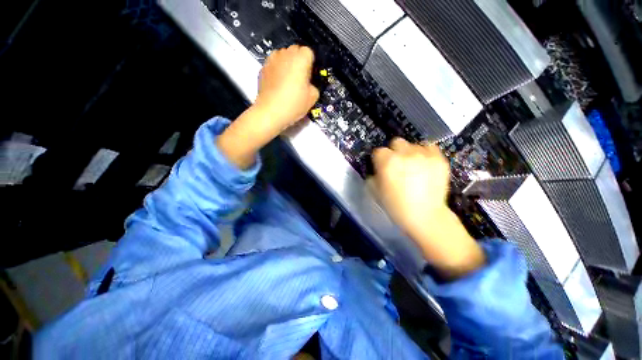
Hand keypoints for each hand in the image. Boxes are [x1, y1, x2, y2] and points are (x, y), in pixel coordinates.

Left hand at [217, 45, 318, 168]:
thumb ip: (314, 86)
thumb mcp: (313, 98)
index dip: (311, 64)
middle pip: (295, 51)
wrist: (270, 112)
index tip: (310, 77)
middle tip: (300, 79)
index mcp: (300, 58)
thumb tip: (309, 85)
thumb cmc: (293, 104)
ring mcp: (272, 59)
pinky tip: (278, 85)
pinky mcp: (263, 68)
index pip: (309, 52)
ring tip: (288, 81)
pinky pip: (274, 65)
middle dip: (299, 62)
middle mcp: (285, 53)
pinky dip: (277, 70)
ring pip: (283, 56)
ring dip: (287, 64)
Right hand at [372, 138, 484, 279]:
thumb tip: (377, 169)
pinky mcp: (439, 159)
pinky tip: (425, 165)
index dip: (379, 160)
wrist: (425, 216)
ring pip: (413, 144)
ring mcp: (424, 155)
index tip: (382, 167)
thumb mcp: (375, 192)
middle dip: (394, 152)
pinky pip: (429, 147)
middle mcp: (405, 154)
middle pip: (396, 142)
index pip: (378, 151)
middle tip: (398, 165)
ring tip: (414, 166)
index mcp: (387, 162)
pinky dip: (426, 154)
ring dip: (410, 153)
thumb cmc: (396, 206)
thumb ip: (373, 176)